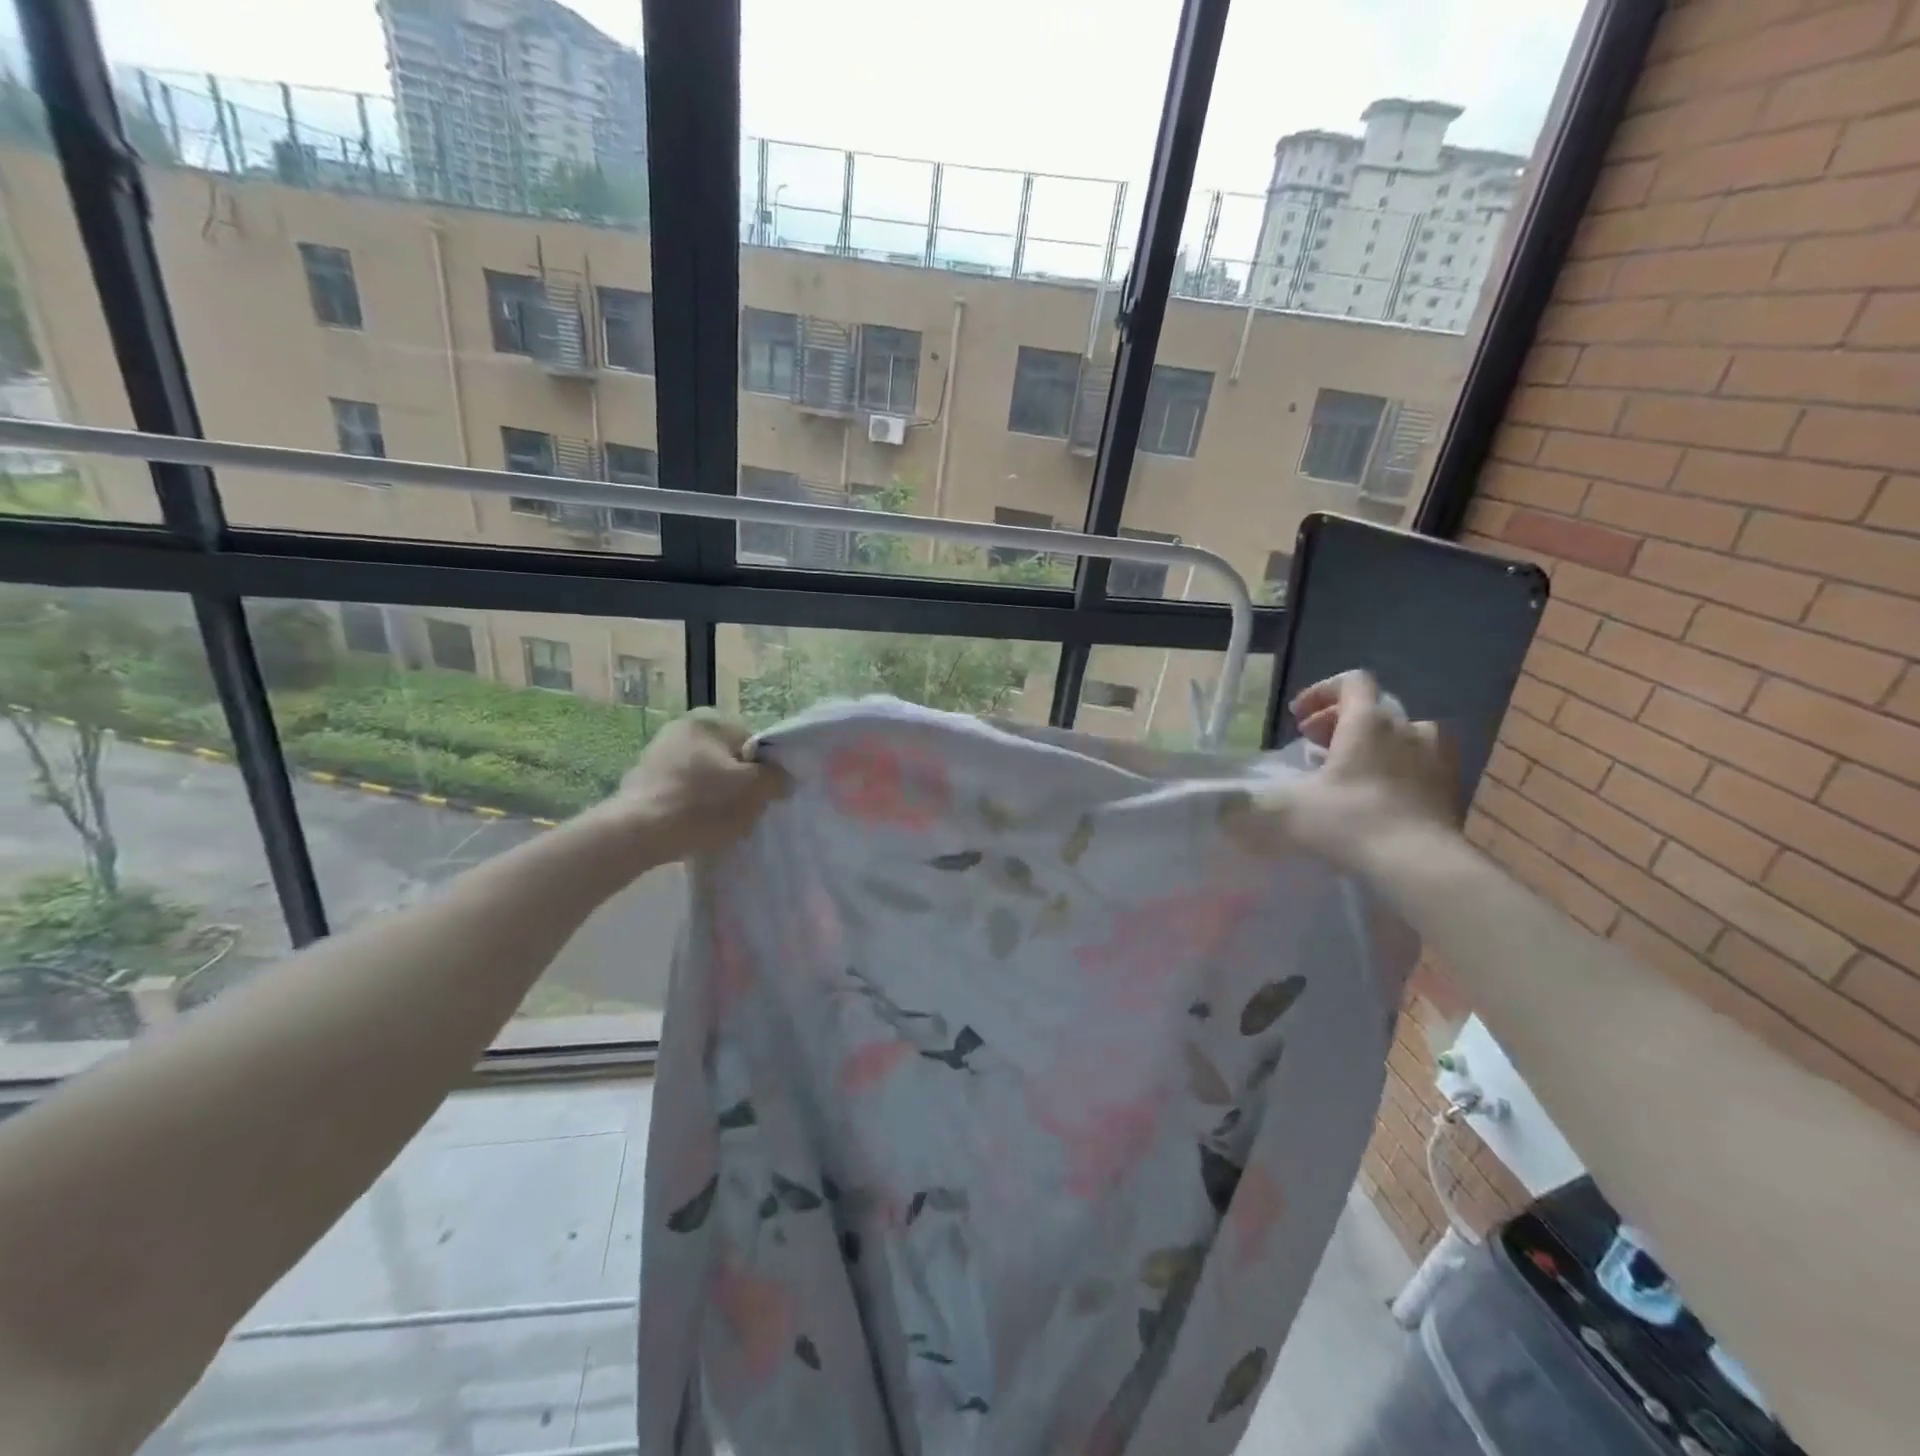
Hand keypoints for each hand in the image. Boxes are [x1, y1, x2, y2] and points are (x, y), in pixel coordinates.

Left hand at [603, 711, 787, 863]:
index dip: (762, 771)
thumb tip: (782, 778)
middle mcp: (679, 730)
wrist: (638, 834)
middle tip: (741, 812)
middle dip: (737, 785)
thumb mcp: (754, 791)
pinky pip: (680, 793)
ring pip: (704, 778)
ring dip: (713, 797)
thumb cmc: (702, 805)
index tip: (761, 796)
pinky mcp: (641, 783)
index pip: (751, 743)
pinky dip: (689, 807)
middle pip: (726, 761)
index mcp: (708, 723)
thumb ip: (776, 778)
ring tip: (716, 825)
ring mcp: (655, 756)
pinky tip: (692, 828)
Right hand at [1240, 671, 1459, 874]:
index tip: (1298, 718)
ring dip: (1376, 743)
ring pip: (1404, 734)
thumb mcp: (1287, 810)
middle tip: (1314, 746)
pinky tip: (1380, 798)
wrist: (1419, 864)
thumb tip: (1219, 811)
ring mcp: (1435, 758)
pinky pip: (1422, 764)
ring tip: (1352, 769)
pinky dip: (1399, 769)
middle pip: (1375, 707)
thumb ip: (1249, 806)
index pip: (1351, 682)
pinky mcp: (1450, 789)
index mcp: (1367, 722)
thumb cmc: (1349, 821)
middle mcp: (1406, 729)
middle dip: (1340, 721)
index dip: (1322, 692)